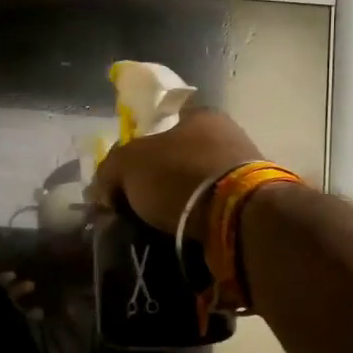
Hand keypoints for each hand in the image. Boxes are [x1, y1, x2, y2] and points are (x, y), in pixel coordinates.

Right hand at [89, 109, 261, 234]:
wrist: (237, 216)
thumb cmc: (181, 175)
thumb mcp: (129, 164)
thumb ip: (109, 171)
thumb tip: (102, 191)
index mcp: (200, 116)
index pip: (162, 124)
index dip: (138, 149)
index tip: (123, 178)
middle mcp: (226, 136)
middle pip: (179, 158)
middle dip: (156, 182)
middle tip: (135, 206)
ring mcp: (243, 171)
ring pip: (196, 186)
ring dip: (176, 205)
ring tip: (155, 227)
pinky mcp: (251, 205)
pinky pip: (212, 211)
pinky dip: (196, 222)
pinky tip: (180, 236)